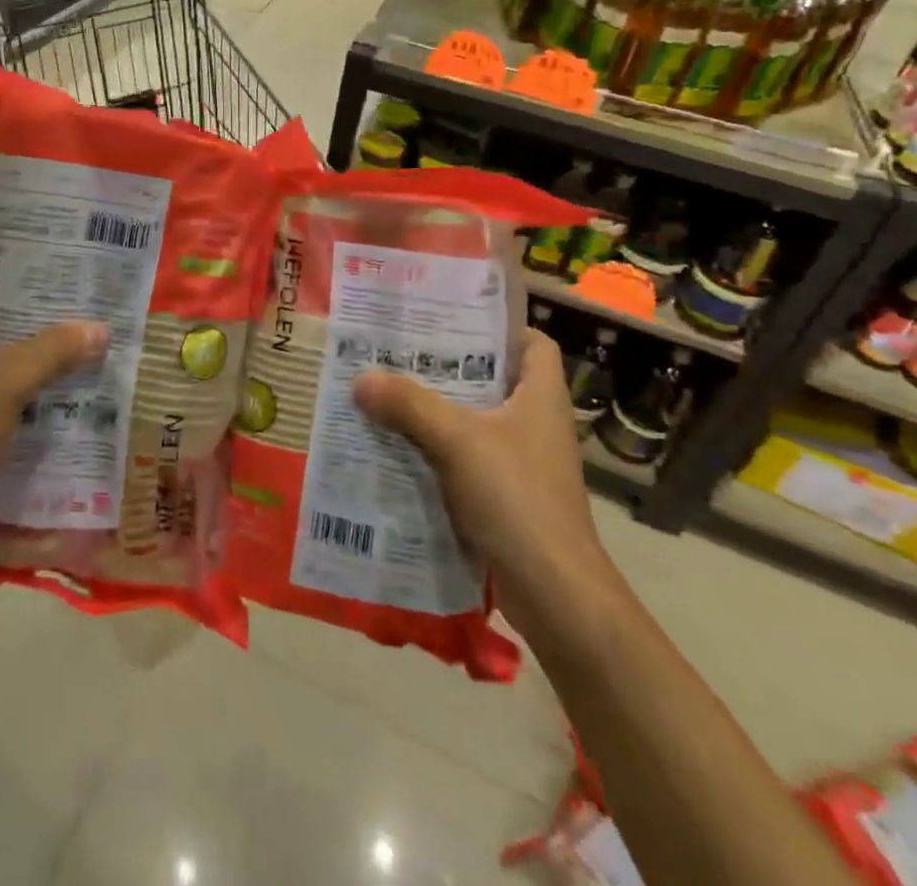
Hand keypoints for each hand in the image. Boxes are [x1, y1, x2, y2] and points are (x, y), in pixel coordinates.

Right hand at [353, 328, 615, 626]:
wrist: (555, 594)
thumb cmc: (517, 498)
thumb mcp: (458, 440)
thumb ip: (409, 404)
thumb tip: (361, 378)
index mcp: (541, 397)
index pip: (532, 343)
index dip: (498, 327)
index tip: (450, 322)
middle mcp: (535, 424)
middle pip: (492, 380)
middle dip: (447, 367)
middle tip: (399, 353)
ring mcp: (522, 463)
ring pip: (474, 422)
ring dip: (435, 411)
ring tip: (387, 394)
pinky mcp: (506, 497)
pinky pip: (465, 459)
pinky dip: (436, 451)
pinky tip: (397, 448)